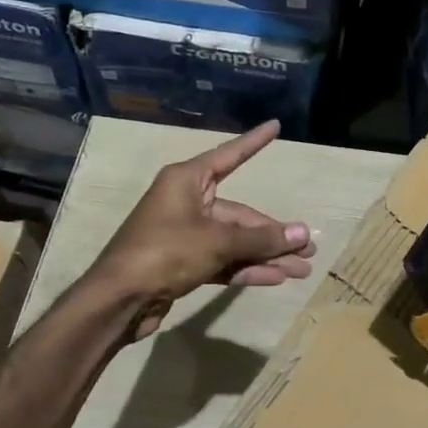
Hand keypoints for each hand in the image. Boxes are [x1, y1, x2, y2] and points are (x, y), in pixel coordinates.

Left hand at [92, 121, 315, 339]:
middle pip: (240, 214)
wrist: (119, 300)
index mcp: (187, 181)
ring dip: (266, 255)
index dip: (254, 143)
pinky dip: (246, 268)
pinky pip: (223, 259)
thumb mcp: (217, 241)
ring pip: (234, 240)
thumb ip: (261, 238)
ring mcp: (185, 234)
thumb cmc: (165, 253)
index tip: (275, 126)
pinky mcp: (184, 263)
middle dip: (274, 233)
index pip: (229, 156)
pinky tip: (275, 278)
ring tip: (302, 270)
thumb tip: (302, 233)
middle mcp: (187, 202)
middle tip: (309, 248)